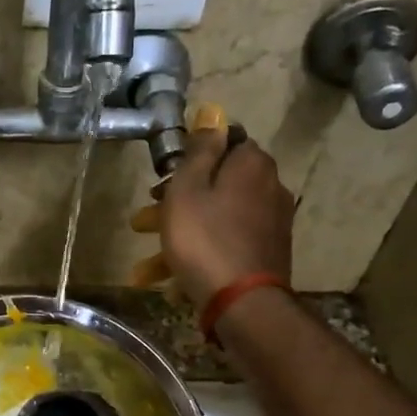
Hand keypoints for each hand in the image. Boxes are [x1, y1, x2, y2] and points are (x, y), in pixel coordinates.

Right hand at [160, 127, 294, 304]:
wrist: (242, 302)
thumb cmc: (204, 239)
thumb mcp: (188, 188)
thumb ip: (200, 150)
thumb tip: (212, 113)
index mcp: (251, 164)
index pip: (224, 142)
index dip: (191, 156)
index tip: (165, 177)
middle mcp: (270, 187)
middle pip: (217, 184)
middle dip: (178, 201)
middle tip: (145, 219)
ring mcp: (271, 223)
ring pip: (217, 219)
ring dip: (181, 236)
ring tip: (146, 266)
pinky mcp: (267, 254)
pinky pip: (226, 245)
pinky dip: (200, 256)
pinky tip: (172, 282)